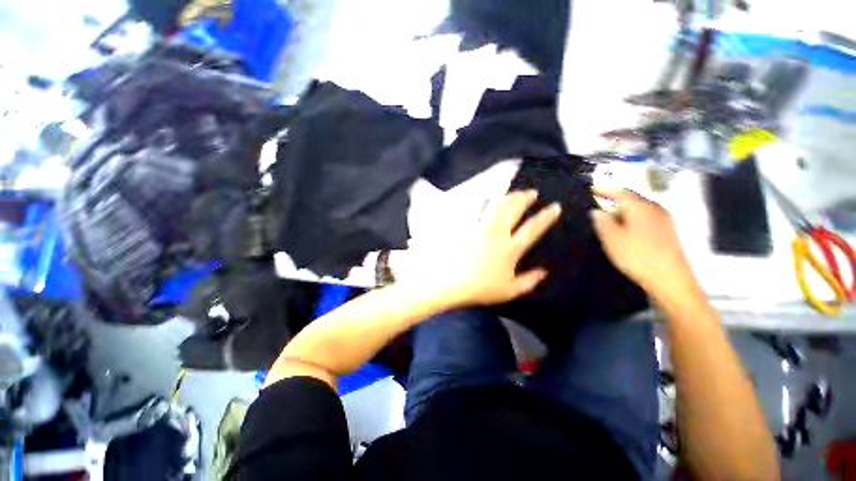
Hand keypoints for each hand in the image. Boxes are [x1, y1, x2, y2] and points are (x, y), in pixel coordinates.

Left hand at [392, 190, 560, 308]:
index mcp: (510, 249)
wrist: (448, 282)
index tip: (554, 206)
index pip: (532, 229)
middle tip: (532, 191)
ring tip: (511, 191)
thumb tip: (544, 272)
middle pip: (514, 210)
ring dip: (506, 196)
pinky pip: (476, 209)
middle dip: (525, 198)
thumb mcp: (508, 291)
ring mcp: (479, 227)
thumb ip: (528, 282)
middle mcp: (497, 233)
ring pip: (495, 205)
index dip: (546, 217)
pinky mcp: (465, 225)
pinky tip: (486, 197)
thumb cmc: (479, 289)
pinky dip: (483, 201)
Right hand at [590, 187, 701, 303]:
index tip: (591, 189)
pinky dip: (633, 220)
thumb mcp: (612, 239)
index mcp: (640, 207)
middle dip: (614, 200)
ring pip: (639, 209)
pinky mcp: (668, 232)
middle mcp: (655, 208)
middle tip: (598, 205)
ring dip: (623, 211)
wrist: (671, 280)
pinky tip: (626, 231)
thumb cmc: (638, 256)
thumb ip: (602, 222)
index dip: (604, 189)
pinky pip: (646, 218)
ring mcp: (664, 220)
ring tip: (609, 219)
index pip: (620, 191)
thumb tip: (596, 211)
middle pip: (632, 198)